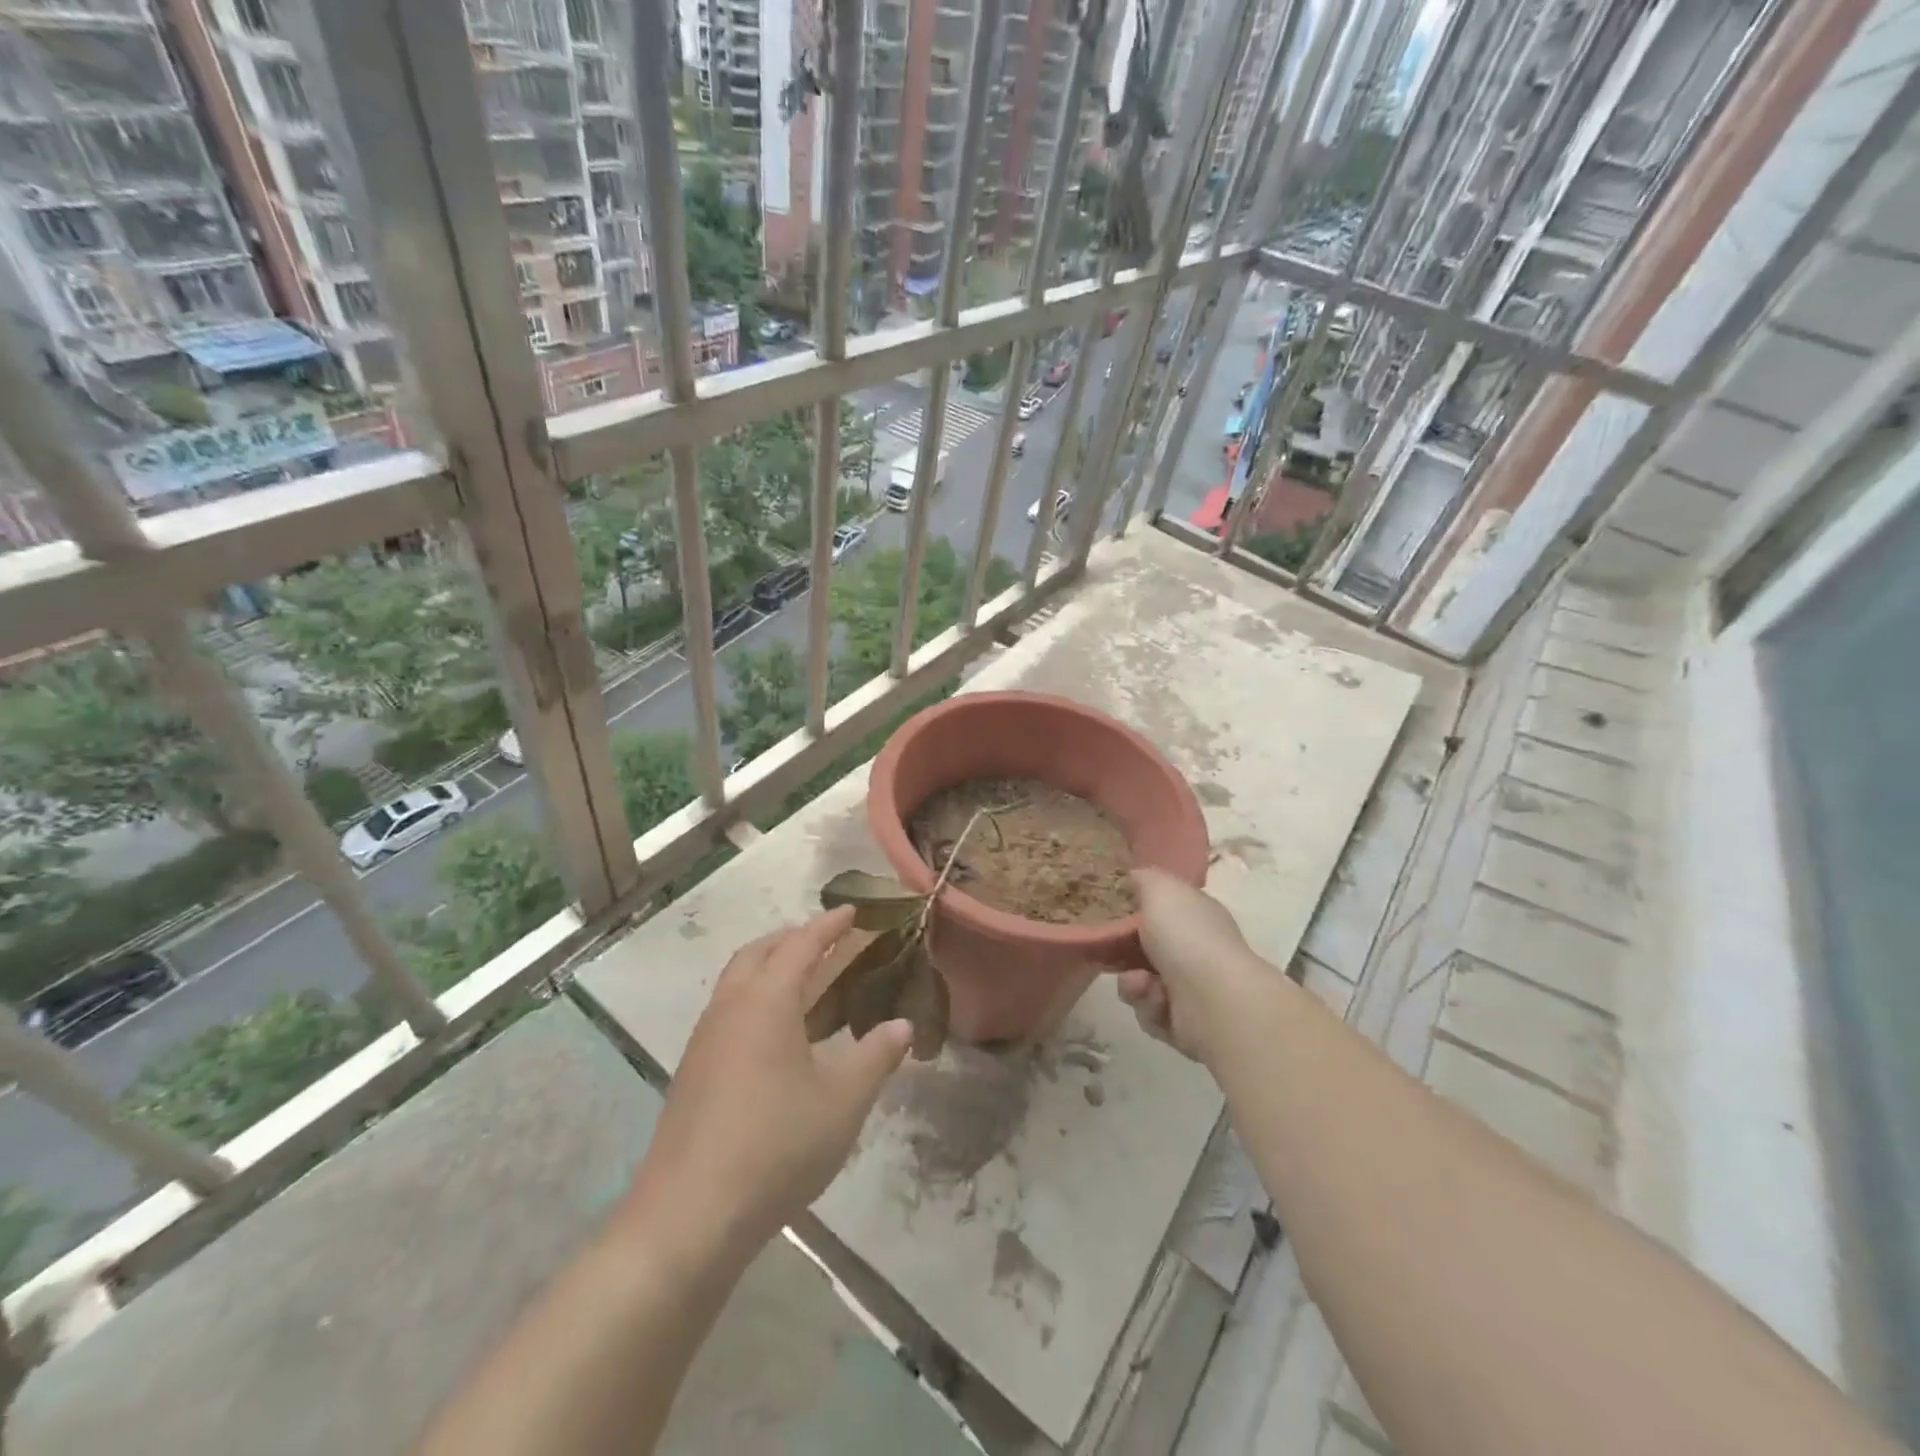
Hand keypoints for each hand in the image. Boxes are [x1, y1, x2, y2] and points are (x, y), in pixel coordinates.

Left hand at [623, 908, 911, 1259]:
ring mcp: (704, 1040)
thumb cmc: (776, 1146)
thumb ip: (876, 1057)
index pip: (801, 945)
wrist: (688, 1216)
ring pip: (737, 981)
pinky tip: (774, 1034)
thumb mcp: (843, 1101)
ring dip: (769, 966)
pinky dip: (754, 998)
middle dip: (792, 938)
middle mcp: (730, 1008)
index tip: (852, 911)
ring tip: (803, 979)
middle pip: (759, 953)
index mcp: (767, 1001)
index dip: (829, 926)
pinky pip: (727, 1010)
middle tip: (826, 939)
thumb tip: (902, 1025)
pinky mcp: (692, 1072)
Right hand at [1118, 869, 1264, 1062]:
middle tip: (1112, 955)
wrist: (1214, 1000)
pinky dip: (1149, 1008)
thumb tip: (1136, 875)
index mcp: (1196, 915)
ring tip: (1142, 985)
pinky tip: (1159, 1004)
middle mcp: (1197, 950)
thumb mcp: (1161, 890)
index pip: (1163, 910)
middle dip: (1124, 955)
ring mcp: (1193, 989)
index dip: (1135, 913)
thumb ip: (1145, 878)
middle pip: (1145, 950)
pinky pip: (1149, 1013)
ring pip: (1141, 984)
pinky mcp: (1185, 1024)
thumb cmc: (1186, 936)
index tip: (1110, 916)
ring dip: (1134, 985)